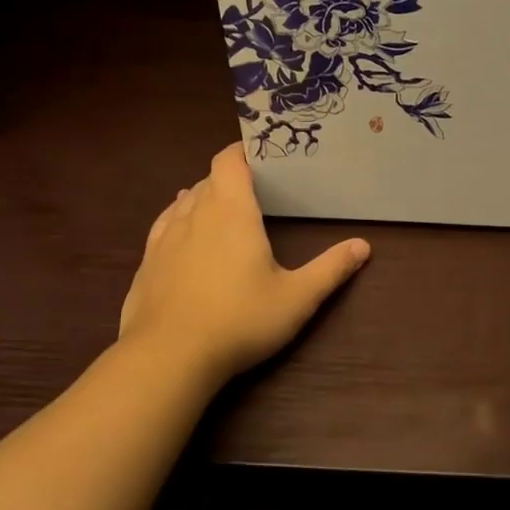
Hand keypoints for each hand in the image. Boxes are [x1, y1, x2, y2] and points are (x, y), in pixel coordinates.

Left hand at [118, 143, 370, 384]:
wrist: (168, 358)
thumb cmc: (240, 320)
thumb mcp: (297, 298)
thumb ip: (330, 269)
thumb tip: (363, 246)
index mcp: (231, 212)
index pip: (228, 161)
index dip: (242, 151)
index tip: (261, 154)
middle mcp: (193, 215)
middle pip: (208, 180)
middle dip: (230, 178)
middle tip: (255, 189)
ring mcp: (163, 240)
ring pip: (183, 202)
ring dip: (203, 199)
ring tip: (221, 209)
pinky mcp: (146, 265)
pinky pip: (163, 228)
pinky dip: (178, 222)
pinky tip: (184, 236)